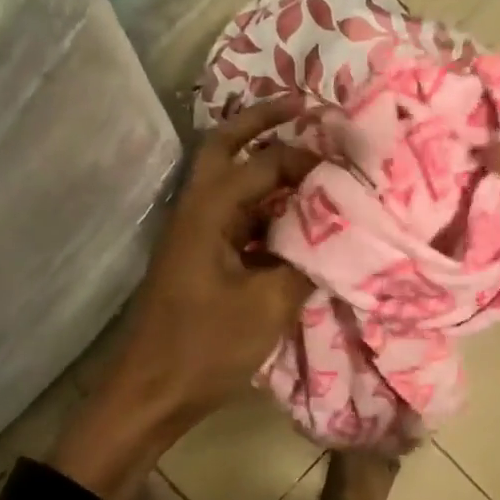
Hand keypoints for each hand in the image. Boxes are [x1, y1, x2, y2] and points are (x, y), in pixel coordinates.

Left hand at [50, 99, 315, 499]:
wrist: (151, 392)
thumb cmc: (205, 347)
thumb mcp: (268, 306)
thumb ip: (306, 262)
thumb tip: (340, 235)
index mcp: (208, 210)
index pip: (264, 163)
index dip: (307, 157)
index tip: (348, 160)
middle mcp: (196, 208)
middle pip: (225, 145)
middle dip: (262, 121)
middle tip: (302, 106)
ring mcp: (194, 231)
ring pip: (228, 178)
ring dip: (262, 161)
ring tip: (309, 157)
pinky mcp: (200, 254)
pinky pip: (234, 213)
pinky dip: (262, 203)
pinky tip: (294, 215)